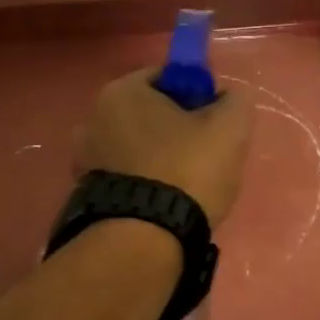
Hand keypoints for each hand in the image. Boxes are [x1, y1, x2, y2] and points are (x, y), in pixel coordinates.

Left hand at [76, 70, 254, 228]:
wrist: (144, 241)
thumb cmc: (186, 170)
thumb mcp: (230, 127)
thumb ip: (235, 101)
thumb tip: (226, 99)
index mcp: (121, 91)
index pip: (166, 78)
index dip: (197, 95)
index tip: (215, 122)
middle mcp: (92, 118)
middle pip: (149, 114)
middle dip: (176, 130)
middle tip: (205, 157)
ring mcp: (84, 160)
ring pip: (136, 149)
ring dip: (158, 160)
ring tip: (185, 189)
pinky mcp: (84, 196)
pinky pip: (124, 179)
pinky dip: (143, 185)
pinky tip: (163, 205)